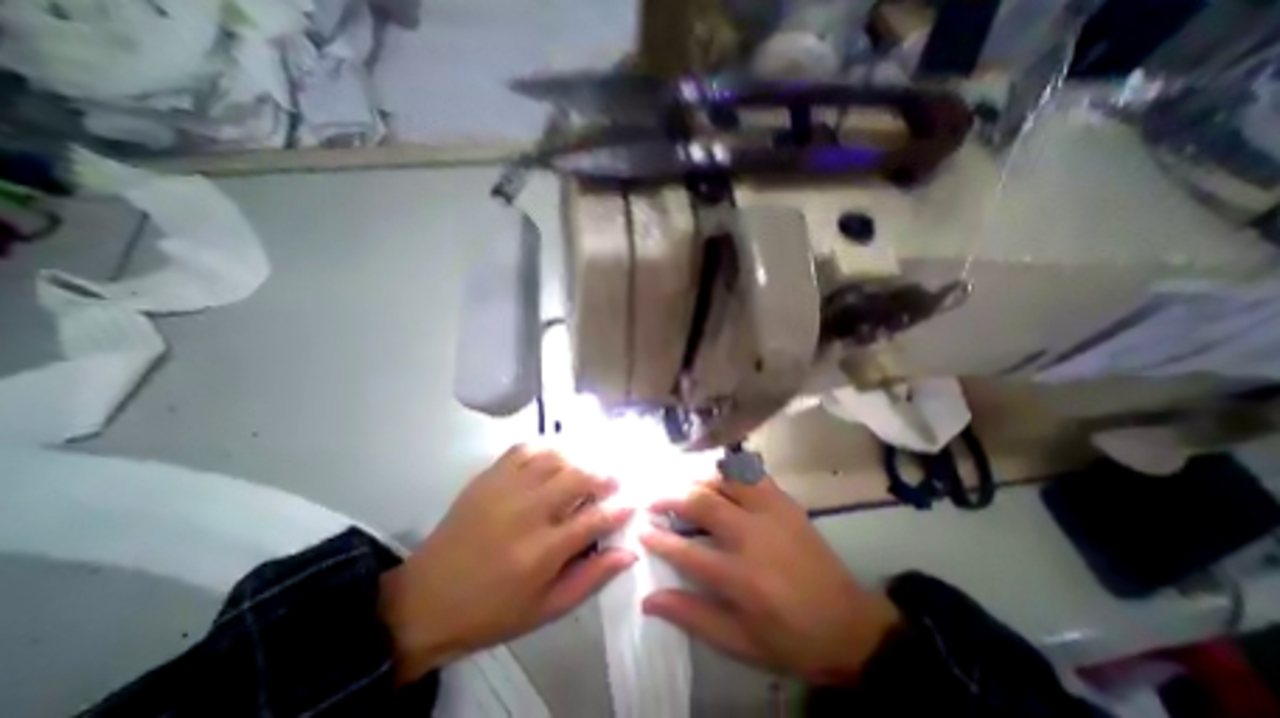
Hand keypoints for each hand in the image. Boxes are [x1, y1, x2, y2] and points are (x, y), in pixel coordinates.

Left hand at [381, 443, 636, 683]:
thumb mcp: (547, 608)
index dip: (620, 509)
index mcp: (542, 552)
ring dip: (578, 461)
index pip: (595, 520)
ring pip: (555, 458)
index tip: (632, 503)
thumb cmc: (493, 610)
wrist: (426, 599)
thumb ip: (591, 578)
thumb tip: (629, 551)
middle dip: (604, 477)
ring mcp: (505, 489)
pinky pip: (525, 449)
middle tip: (613, 482)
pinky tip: (553, 460)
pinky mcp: (489, 476)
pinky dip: (546, 449)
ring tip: (586, 471)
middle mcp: (527, 513)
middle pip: (578, 478)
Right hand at [639, 478, 897, 682]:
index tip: (642, 529)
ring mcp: (772, 512)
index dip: (659, 538)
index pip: (687, 551)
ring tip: (681, 486)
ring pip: (725, 479)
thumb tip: (648, 600)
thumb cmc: (790, 638)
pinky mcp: (785, 502)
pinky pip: (751, 473)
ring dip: (697, 479)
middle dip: (671, 497)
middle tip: (653, 500)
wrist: (849, 624)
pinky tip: (718, 475)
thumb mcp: (739, 642)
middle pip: (702, 502)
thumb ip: (692, 616)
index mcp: (741, 577)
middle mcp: (753, 535)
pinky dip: (729, 469)